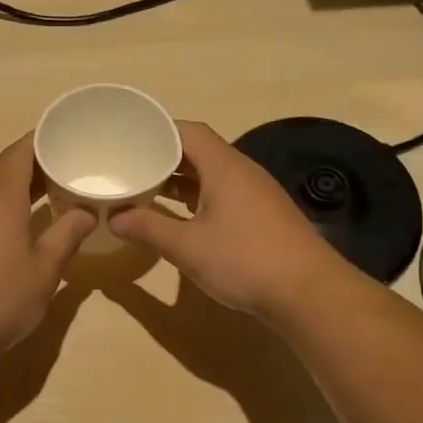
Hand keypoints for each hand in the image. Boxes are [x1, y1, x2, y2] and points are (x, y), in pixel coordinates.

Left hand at [0, 134, 96, 359]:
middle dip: (37, 168)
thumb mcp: (44, 270)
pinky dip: (3, 214)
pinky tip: (19, 234)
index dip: (41, 139)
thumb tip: (86, 212)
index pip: (19, 152)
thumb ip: (66, 235)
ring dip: (20, 193)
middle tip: (70, 171)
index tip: (65, 136)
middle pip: (5, 172)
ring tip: (51, 201)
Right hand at [110, 120, 344, 317]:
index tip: (128, 139)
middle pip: (199, 152)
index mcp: (224, 167)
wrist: (308, 292)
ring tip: (146, 190)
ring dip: (180, 181)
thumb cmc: (244, 260)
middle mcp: (242, 172)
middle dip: (163, 157)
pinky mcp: (262, 217)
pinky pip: (223, 195)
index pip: (188, 131)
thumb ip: (148, 228)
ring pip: (211, 176)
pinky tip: (180, 218)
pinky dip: (197, 199)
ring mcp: (256, 195)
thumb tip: (113, 217)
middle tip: (129, 167)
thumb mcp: (187, 246)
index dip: (157, 130)